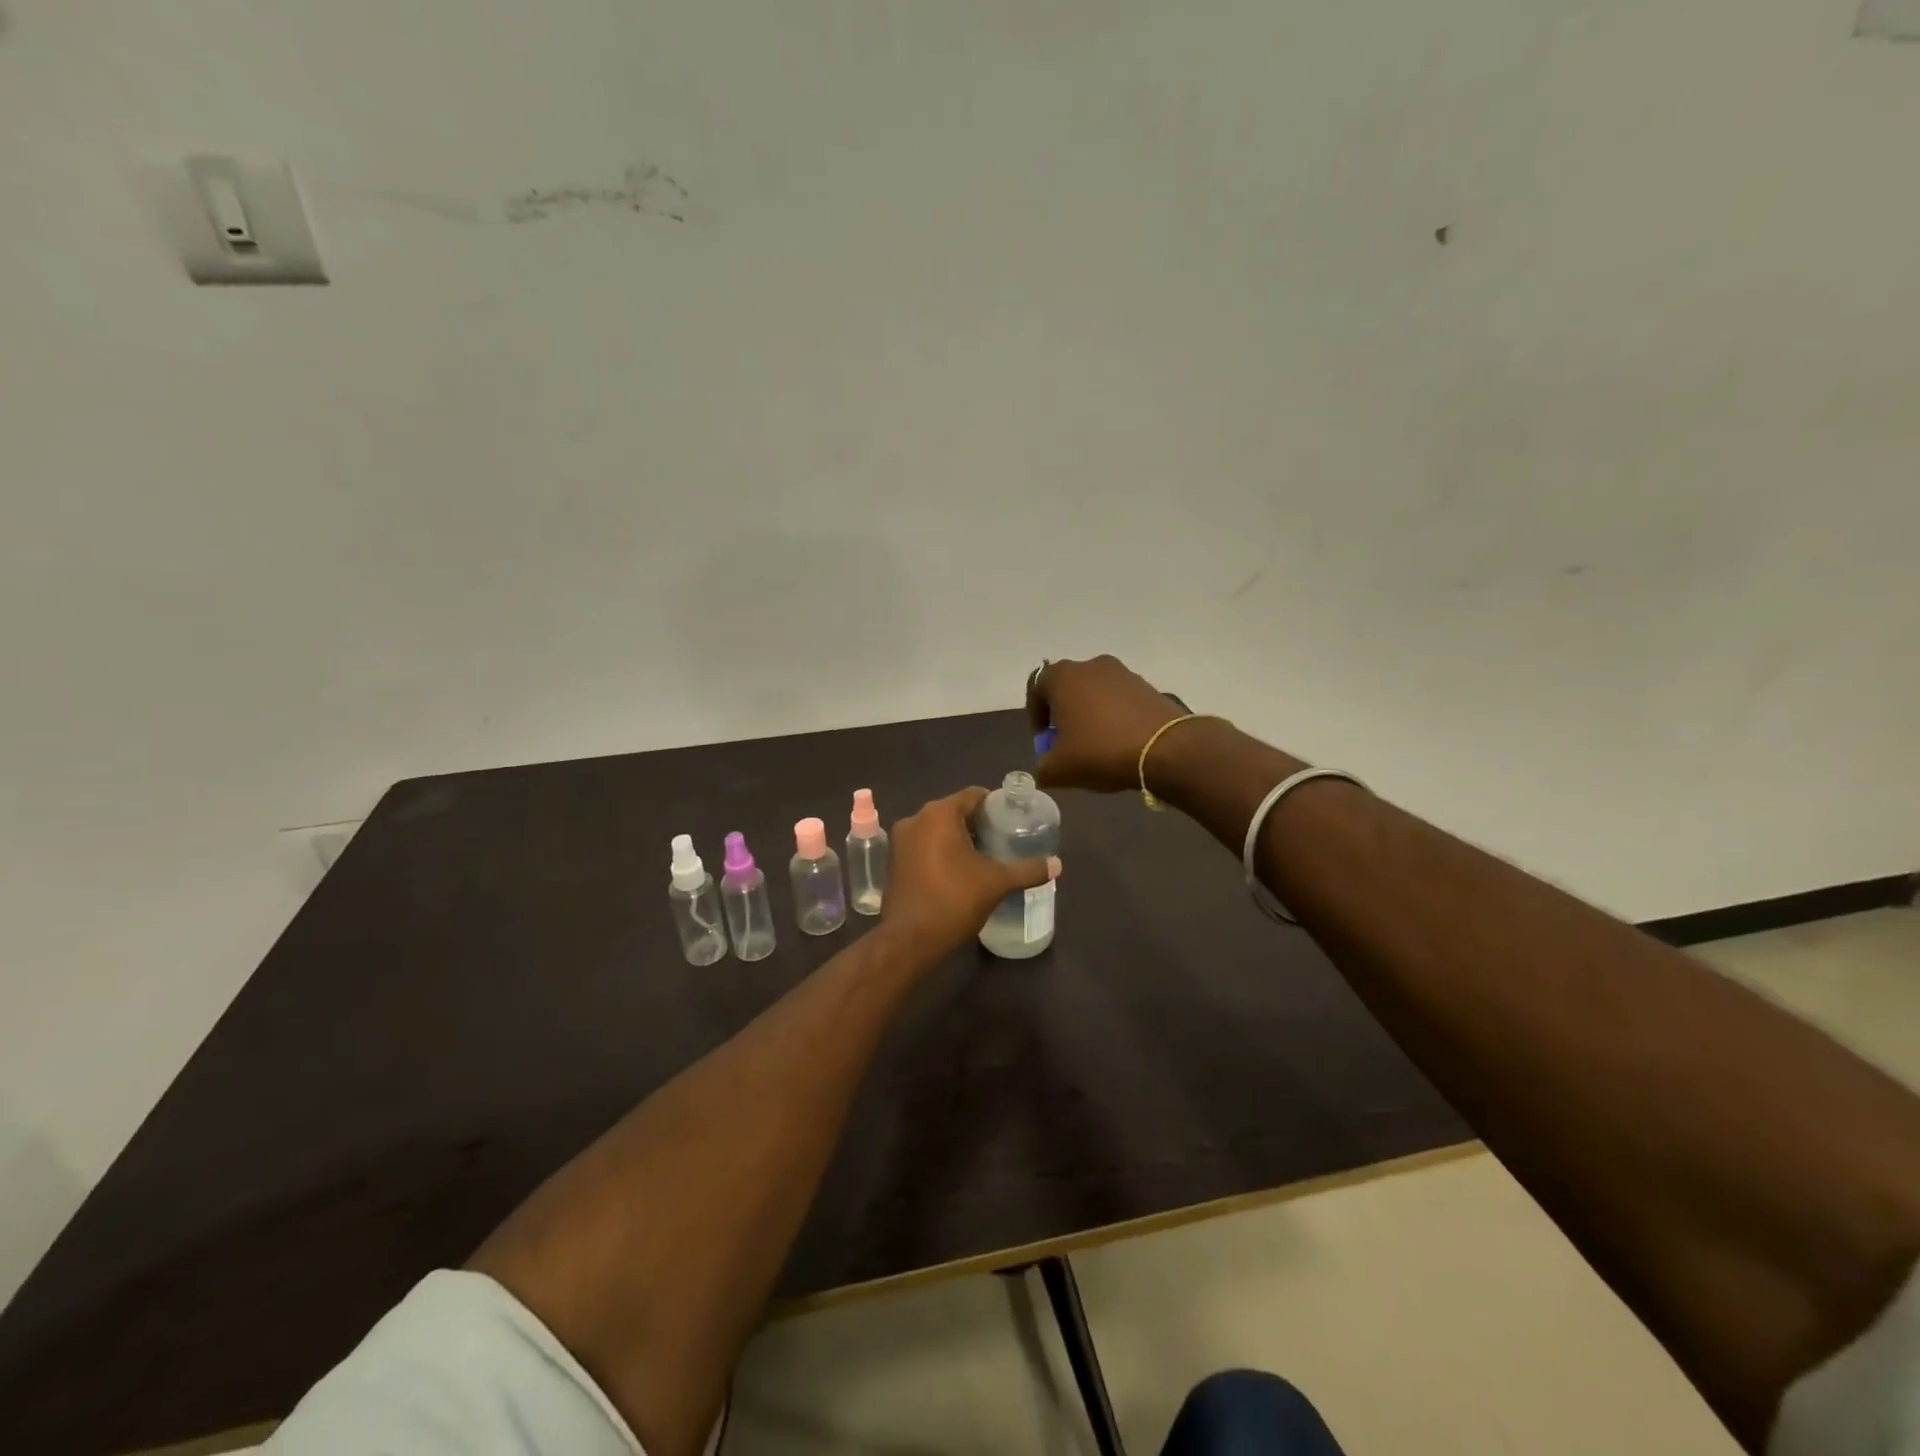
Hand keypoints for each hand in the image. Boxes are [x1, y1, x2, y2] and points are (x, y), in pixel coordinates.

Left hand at [881, 787, 1059, 957]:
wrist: (909, 939)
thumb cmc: (954, 900)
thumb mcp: (997, 883)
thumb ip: (1028, 869)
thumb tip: (1057, 864)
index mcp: (940, 813)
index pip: (973, 795)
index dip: (995, 805)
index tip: (1012, 820)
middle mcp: (916, 818)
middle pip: (954, 811)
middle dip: (977, 823)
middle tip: (1001, 839)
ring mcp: (900, 840)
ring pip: (936, 829)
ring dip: (957, 838)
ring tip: (982, 856)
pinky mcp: (893, 860)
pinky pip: (922, 845)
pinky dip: (939, 851)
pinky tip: (956, 871)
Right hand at [1027, 655, 1191, 793]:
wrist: (1166, 749)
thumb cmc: (1101, 751)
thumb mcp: (1059, 769)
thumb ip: (1042, 767)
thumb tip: (1046, 767)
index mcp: (1063, 676)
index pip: (1036, 686)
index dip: (1035, 714)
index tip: (1044, 739)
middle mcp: (1091, 665)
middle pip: (1067, 687)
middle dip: (1063, 714)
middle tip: (1067, 743)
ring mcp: (1123, 673)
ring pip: (1095, 692)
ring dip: (1090, 715)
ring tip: (1096, 745)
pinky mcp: (1148, 686)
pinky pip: (1120, 700)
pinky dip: (1115, 717)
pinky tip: (1121, 743)